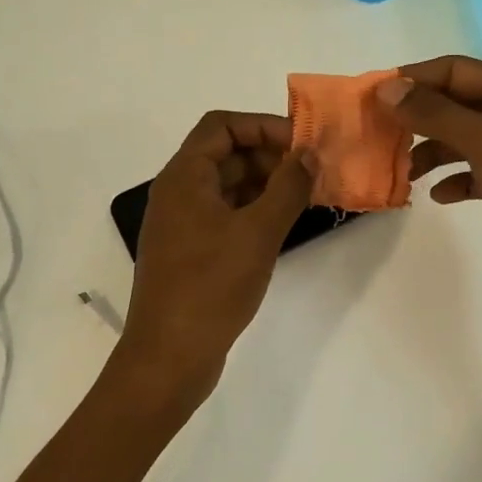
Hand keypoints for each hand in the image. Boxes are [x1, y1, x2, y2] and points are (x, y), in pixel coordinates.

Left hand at [118, 111, 313, 400]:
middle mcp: (178, 193)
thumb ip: (287, 188)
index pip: (222, 125)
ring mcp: (182, 224)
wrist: (169, 356)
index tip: (302, 144)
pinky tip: (283, 226)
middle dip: (270, 156)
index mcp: (184, 177)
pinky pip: (225, 215)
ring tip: (306, 198)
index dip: (263, 125)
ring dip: (265, 185)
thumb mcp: (258, 232)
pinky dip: (254, 212)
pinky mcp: (190, 253)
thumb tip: (308, 155)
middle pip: (225, 153)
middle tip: (312, 174)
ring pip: (227, 186)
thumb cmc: (212, 286)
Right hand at [377, 56, 481, 316]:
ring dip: (433, 152)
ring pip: (465, 141)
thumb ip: (435, 113)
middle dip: (420, 117)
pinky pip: (477, 174)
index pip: (457, 70)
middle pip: (459, 104)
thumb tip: (387, 88)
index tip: (375, 97)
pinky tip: (439, 197)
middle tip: (381, 135)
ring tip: (405, 172)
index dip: (416, 79)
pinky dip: (455, 181)